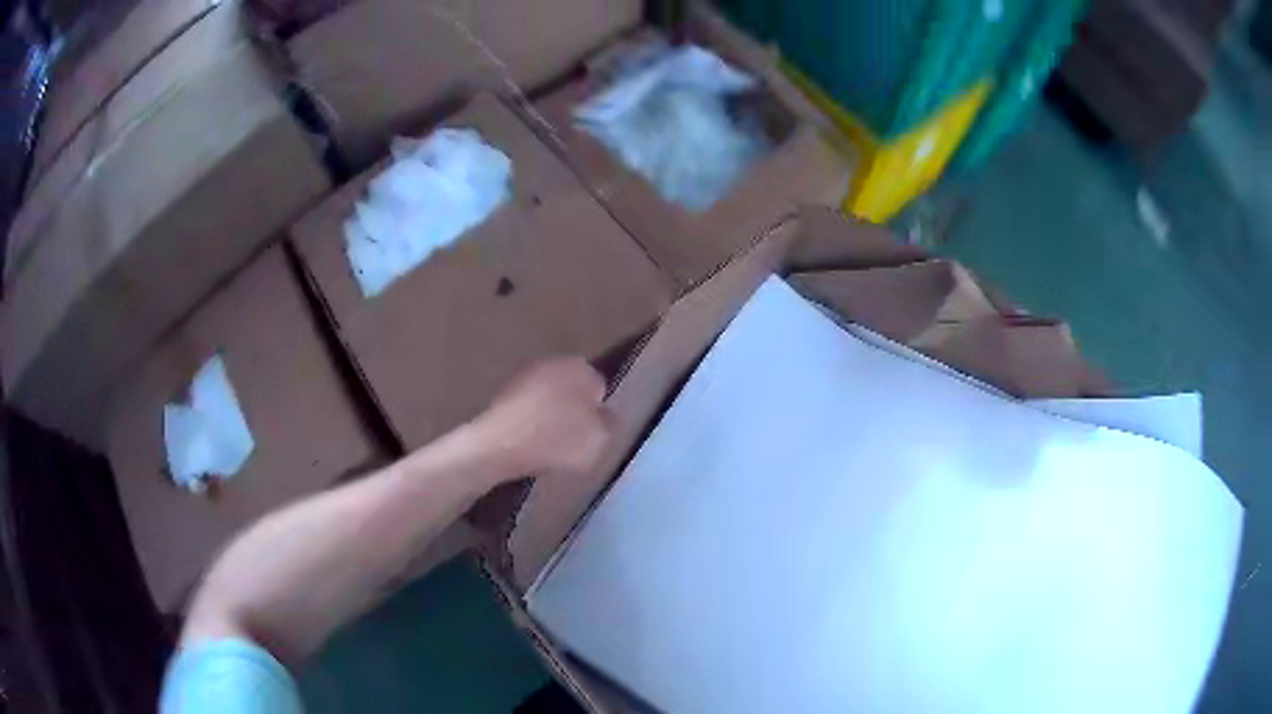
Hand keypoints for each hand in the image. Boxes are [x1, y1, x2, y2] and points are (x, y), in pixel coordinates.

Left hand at [472, 357, 612, 477]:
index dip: (598, 412)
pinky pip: (526, 409)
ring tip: (550, 445)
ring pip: (547, 397)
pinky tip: (528, 443)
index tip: (593, 434)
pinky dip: (529, 422)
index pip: (600, 386)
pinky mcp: (500, 393)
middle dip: (573, 409)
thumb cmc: (556, 440)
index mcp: (581, 367)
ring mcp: (523, 375)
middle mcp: (553, 362)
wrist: (498, 445)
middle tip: (573, 440)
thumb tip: (606, 414)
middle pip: (571, 388)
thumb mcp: (599, 439)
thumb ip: (609, 424)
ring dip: (550, 415)